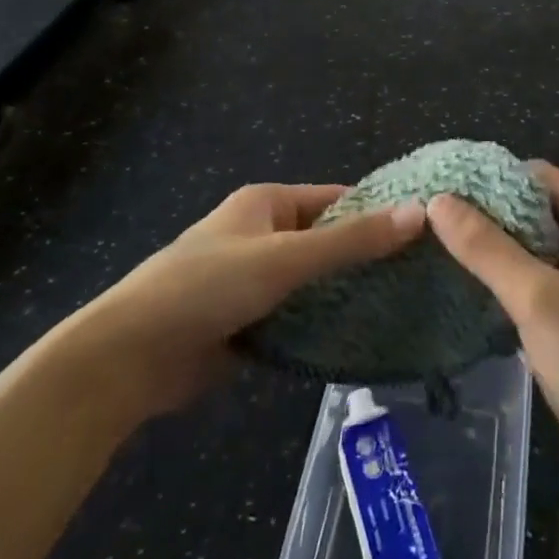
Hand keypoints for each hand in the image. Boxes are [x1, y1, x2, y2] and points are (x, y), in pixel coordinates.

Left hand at [74, 185, 424, 418]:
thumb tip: (421, 213)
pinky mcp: (252, 322)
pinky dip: (326, 325)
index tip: (429, 233)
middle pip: (330, 241)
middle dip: (370, 258)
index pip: (338, 199)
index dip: (380, 212)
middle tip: (426, 278)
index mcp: (268, 203)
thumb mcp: (284, 258)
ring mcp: (257, 281)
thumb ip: (352, 241)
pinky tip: (367, 338)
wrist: (129, 359)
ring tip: (410, 308)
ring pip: (317, 283)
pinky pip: (300, 317)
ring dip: (350, 295)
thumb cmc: (207, 287)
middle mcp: (265, 235)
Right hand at [429, 166, 558, 523]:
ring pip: (541, 243)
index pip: (543, 177)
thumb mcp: (537, 301)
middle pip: (541, 208)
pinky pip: (546, 275)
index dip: (495, 180)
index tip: (445, 190)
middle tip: (437, 220)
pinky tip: (476, 282)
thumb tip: (439, 200)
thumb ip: (487, 248)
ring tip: (446, 245)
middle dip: (493, 213)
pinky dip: (515, 274)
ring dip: (501, 245)